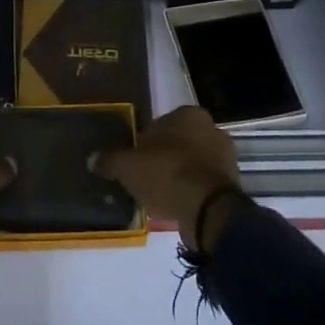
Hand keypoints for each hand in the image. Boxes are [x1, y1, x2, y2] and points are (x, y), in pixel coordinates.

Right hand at [95, 106, 243, 251]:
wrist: (208, 210)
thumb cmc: (167, 174)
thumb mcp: (128, 166)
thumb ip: (110, 160)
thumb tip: (93, 159)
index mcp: (188, 114)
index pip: (159, 124)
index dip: (143, 143)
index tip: (133, 162)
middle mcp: (211, 128)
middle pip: (177, 143)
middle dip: (162, 158)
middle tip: (144, 178)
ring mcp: (225, 156)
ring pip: (191, 163)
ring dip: (177, 175)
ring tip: (158, 195)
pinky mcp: (231, 183)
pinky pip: (202, 183)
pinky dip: (189, 191)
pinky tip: (175, 204)